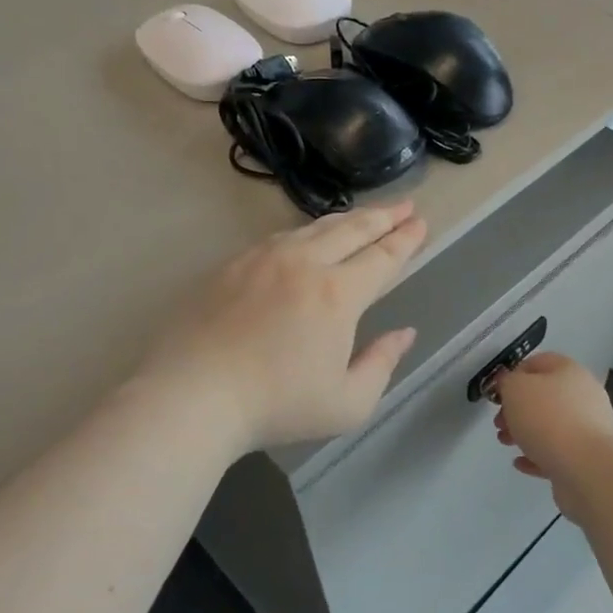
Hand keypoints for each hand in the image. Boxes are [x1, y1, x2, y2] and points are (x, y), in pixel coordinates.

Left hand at [145, 203, 427, 451]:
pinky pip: (280, 237)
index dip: (405, 240)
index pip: (381, 257)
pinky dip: (306, 231)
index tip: (420, 223)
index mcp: (338, 294)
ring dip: (346, 220)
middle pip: (351, 230)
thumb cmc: (276, 406)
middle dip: (383, 216)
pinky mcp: (232, 265)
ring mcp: (263, 259)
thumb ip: (382, 364)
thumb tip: (404, 334)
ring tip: (363, 216)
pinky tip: (307, 237)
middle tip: (404, 206)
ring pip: (313, 228)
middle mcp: (303, 263)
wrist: (192, 395)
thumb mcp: (346, 403)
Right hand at [492, 353, 612, 513]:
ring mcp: (588, 428)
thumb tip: (509, 382)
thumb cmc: (548, 419)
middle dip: (516, 409)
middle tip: (499, 423)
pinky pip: (557, 452)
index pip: (538, 362)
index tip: (497, 392)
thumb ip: (507, 381)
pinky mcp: (587, 457)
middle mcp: (583, 396)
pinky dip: (537, 455)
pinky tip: (521, 463)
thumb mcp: (515, 389)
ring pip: (549, 425)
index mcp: (569, 371)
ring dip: (524, 432)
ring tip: (506, 443)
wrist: (588, 468)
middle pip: (543, 396)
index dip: (514, 374)